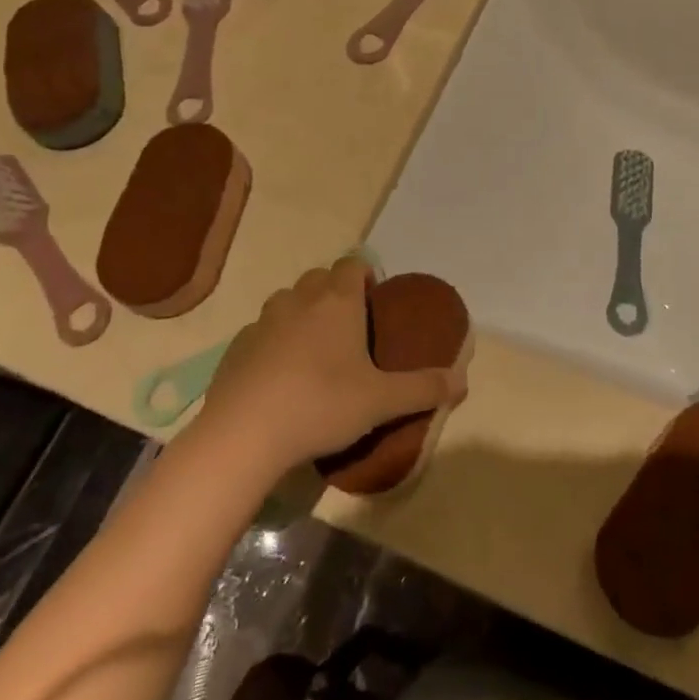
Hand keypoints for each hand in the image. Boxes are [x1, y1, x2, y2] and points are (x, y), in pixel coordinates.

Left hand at [198, 257, 465, 473]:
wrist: (243, 435)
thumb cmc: (321, 405)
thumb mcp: (382, 401)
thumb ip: (424, 388)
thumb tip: (462, 381)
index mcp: (337, 301)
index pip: (352, 264)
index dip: (365, 275)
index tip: (374, 300)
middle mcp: (299, 300)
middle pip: (319, 278)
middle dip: (334, 293)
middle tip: (350, 329)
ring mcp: (263, 322)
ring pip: (287, 302)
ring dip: (302, 314)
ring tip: (315, 352)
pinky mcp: (236, 348)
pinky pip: (261, 333)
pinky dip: (273, 343)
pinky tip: (280, 378)